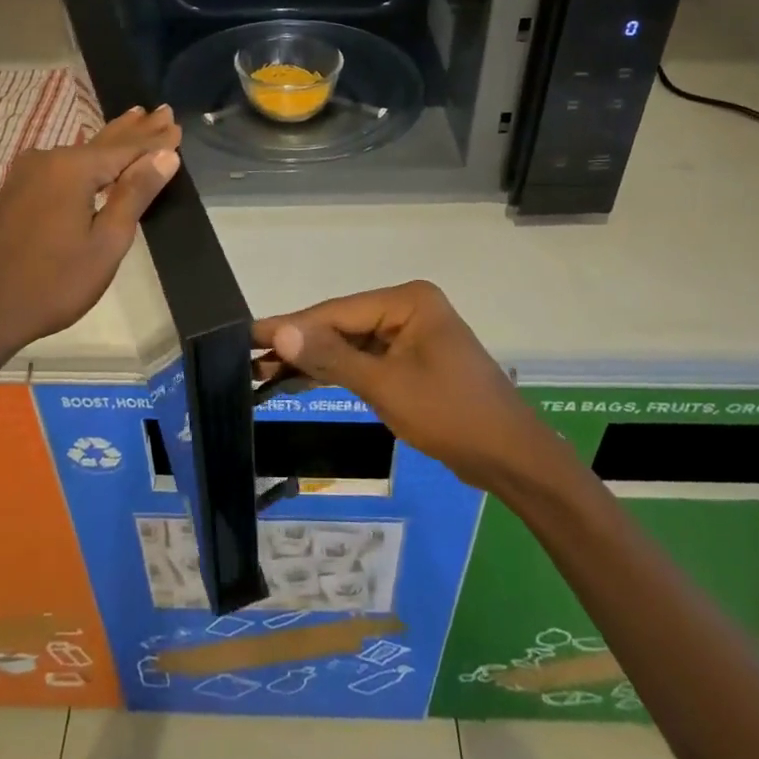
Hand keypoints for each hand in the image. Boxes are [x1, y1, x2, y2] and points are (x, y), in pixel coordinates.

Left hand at [0, 105, 181, 356]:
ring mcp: (29, 174)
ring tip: (136, 118)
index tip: (178, 127)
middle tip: (162, 111)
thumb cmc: (53, 282)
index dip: (155, 142)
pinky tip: (93, 151)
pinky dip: (88, 156)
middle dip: (135, 130)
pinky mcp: (18, 191)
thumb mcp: (106, 242)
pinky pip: (64, 163)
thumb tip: (165, 155)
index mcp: (73, 169)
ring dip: (112, 140)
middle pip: (103, 142)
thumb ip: (135, 194)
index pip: (127, 149)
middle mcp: (49, 160)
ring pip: (82, 151)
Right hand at [252, 281, 568, 492]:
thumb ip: (331, 357)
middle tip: (249, 358)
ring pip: (352, 344)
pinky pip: (368, 360)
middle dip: (300, 344)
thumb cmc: (450, 414)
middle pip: (342, 324)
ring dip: (315, 360)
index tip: (248, 335)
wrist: (510, 457)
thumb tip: (281, 333)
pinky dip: (339, 371)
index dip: (291, 326)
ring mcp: (412, 334)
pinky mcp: (413, 360)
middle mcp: (409, 308)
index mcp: (407, 300)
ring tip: (265, 372)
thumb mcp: (385, 385)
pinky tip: (304, 379)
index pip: (337, 311)